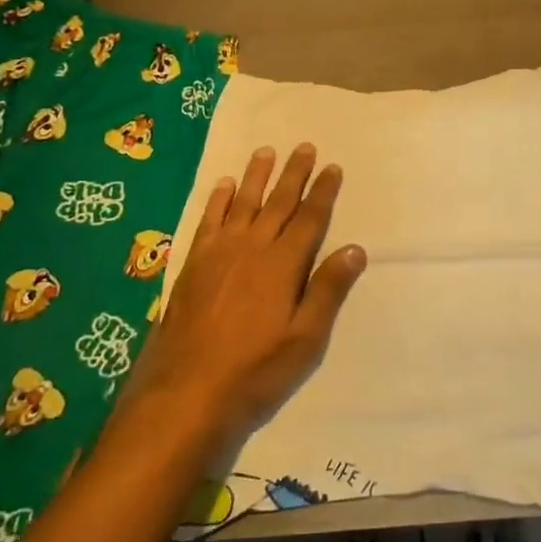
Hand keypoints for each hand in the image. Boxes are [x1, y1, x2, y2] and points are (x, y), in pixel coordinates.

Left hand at [126, 144, 365, 447]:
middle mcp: (252, 249)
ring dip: (257, 176)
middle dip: (294, 173)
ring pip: (243, 203)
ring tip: (266, 151)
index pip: (309, 219)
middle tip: (304, 146)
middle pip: (278, 202)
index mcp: (283, 265)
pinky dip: (218, 200)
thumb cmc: (255, 372)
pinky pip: (209, 220)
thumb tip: (355, 249)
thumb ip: (328, 291)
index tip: (333, 167)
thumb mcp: (305, 340)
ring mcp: (219, 254)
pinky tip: (225, 185)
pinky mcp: (193, 264)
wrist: (185, 394)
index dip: (323, 192)